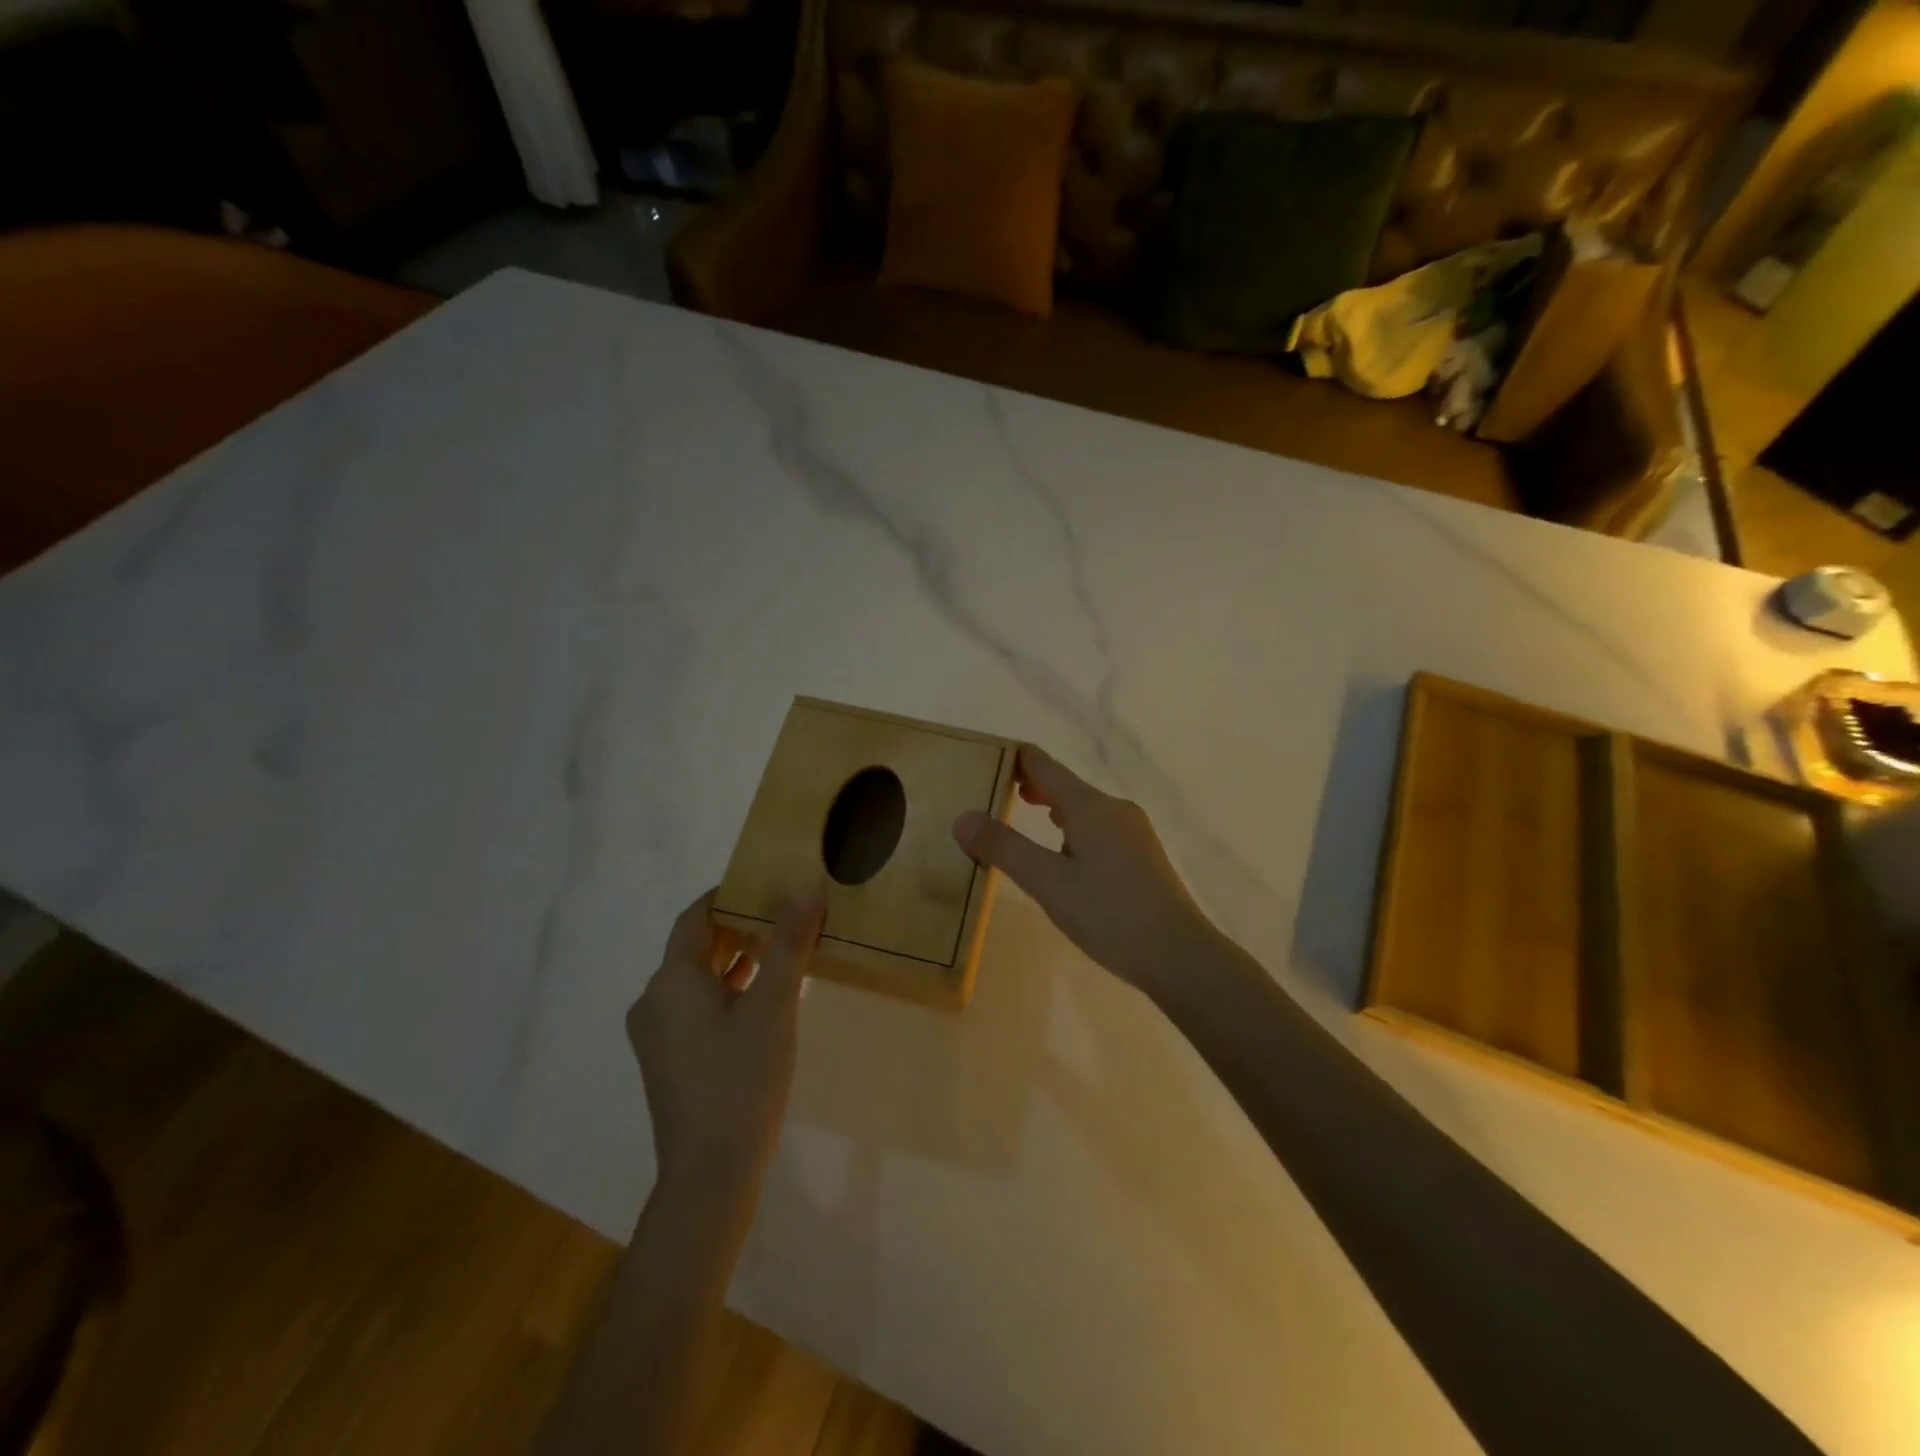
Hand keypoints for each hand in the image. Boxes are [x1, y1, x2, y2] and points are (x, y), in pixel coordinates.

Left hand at [626, 887, 824, 1192]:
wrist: (709, 1175)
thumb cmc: (741, 1080)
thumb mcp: (774, 1006)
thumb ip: (789, 944)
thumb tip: (807, 889)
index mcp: (671, 980)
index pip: (695, 916)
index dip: (729, 895)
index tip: (768, 884)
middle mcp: (654, 1001)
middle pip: (697, 947)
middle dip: (741, 928)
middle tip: (787, 916)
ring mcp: (658, 1035)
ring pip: (699, 980)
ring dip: (738, 962)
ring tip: (784, 952)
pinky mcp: (668, 1061)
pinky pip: (698, 1008)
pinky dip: (729, 993)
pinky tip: (767, 1001)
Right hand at [952, 745, 1219, 997]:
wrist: (1180, 955)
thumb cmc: (1110, 915)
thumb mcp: (1048, 883)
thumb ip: (1005, 848)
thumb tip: (962, 817)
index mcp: (1090, 806)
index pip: (1043, 764)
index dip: (1012, 757)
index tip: (983, 759)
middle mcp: (1114, 808)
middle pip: (1063, 784)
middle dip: (1028, 784)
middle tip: (991, 792)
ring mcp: (1132, 831)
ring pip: (1082, 807)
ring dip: (1050, 806)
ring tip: (1020, 815)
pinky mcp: (1141, 855)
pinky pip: (1097, 827)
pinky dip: (1070, 828)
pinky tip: (1063, 852)